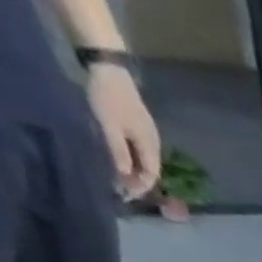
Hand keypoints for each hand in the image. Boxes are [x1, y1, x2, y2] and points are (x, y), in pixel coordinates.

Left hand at [87, 63, 161, 199]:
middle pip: (149, 169)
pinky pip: (138, 149)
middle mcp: (153, 143)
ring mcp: (147, 133)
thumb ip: (119, 153)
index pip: (150, 175)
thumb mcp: (109, 127)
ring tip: (116, 174)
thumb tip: (124, 177)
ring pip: (143, 160)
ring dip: (132, 170)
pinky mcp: (138, 124)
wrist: (107, 66)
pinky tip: (118, 157)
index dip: (139, 187)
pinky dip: (130, 158)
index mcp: (150, 146)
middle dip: (136, 181)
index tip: (123, 195)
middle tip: (117, 187)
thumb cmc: (107, 97)